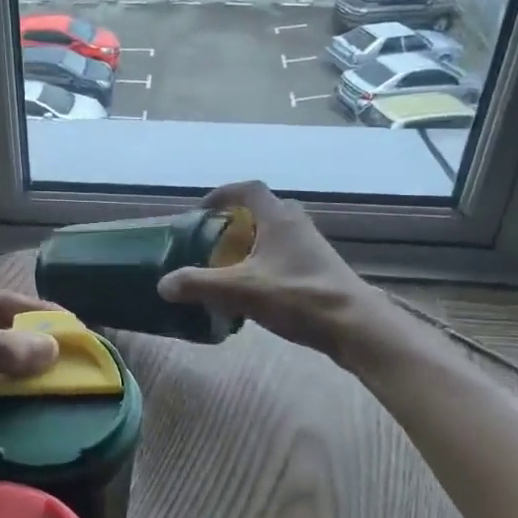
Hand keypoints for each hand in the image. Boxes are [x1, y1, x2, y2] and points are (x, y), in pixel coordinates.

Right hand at [157, 182, 377, 356]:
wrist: (355, 327)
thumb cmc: (298, 296)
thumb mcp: (241, 291)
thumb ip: (198, 284)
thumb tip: (162, 284)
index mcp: (279, 218)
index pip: (248, 190)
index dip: (223, 194)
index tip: (202, 210)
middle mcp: (297, 225)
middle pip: (263, 211)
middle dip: (236, 222)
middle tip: (213, 240)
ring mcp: (312, 248)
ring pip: (275, 235)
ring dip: (251, 244)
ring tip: (229, 267)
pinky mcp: (320, 270)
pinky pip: (285, 256)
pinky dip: (265, 264)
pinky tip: (255, 291)